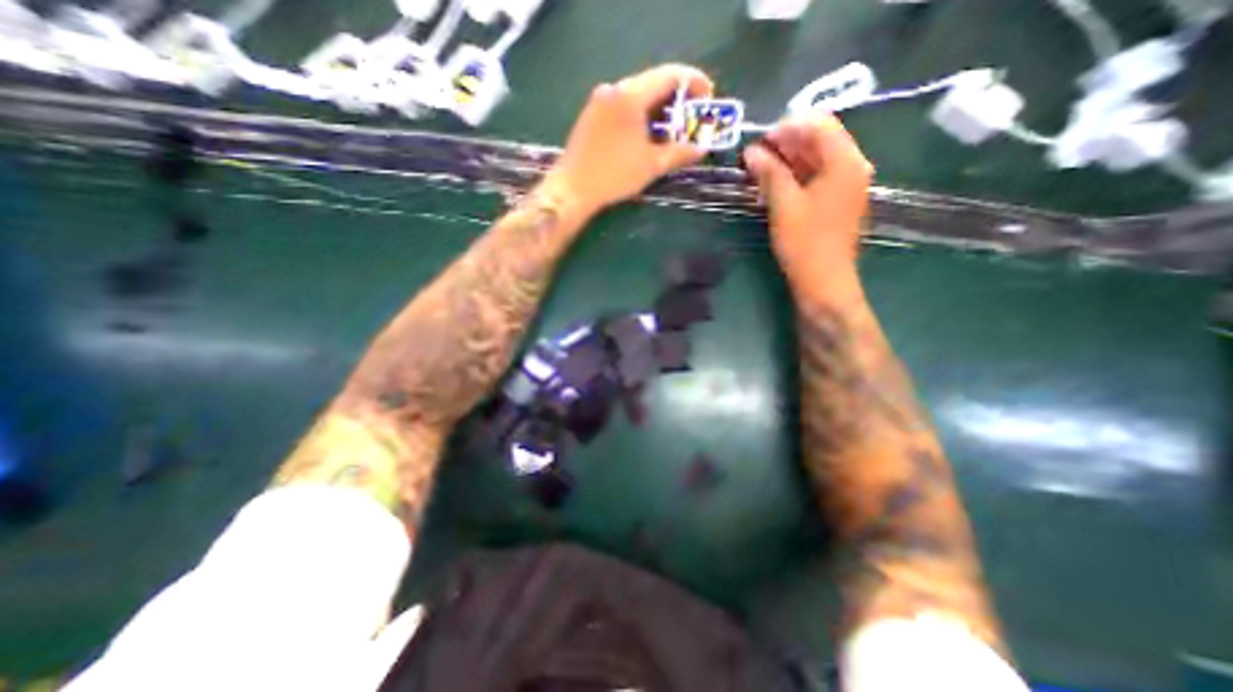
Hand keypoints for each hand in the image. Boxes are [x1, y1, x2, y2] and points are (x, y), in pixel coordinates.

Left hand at [545, 64, 713, 214]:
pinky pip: (623, 106)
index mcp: (631, 95)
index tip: (708, 99)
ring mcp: (600, 101)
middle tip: (690, 120)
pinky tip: (646, 136)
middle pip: (653, 83)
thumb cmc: (614, 176)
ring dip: (658, 110)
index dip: (694, 83)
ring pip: (637, 95)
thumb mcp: (652, 165)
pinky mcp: (592, 115)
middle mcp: (614, 89)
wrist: (572, 189)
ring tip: (671, 132)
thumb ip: (680, 153)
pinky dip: (640, 116)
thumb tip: (702, 148)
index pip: (670, 75)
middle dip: (677, 100)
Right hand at [740, 110, 876, 287]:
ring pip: (816, 160)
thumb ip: (769, 173)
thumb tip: (750, 151)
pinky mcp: (835, 203)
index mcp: (845, 162)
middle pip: (819, 141)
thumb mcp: (784, 204)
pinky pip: (816, 178)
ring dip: (789, 159)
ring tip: (759, 165)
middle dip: (787, 142)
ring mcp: (845, 187)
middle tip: (755, 152)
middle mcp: (851, 167)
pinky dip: (795, 176)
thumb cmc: (805, 242)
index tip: (760, 137)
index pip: (819, 125)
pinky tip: (774, 182)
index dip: (788, 126)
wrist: (824, 281)